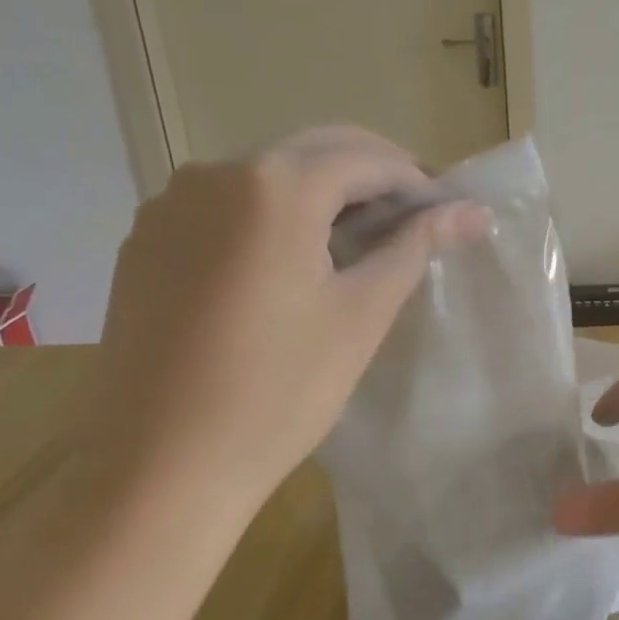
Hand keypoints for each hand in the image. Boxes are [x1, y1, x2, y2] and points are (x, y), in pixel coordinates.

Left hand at [84, 126, 488, 521]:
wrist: (162, 466)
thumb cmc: (280, 389)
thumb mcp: (362, 314)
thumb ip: (416, 247)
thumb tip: (473, 211)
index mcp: (273, 186)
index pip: (365, 158)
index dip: (416, 181)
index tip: (448, 214)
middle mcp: (213, 175)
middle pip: (314, 153)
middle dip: (372, 177)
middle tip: (416, 220)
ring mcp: (169, 206)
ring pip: (267, 176)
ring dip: (323, 194)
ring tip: (360, 242)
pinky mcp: (146, 242)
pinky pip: (226, 207)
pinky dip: (273, 216)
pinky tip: (293, 263)